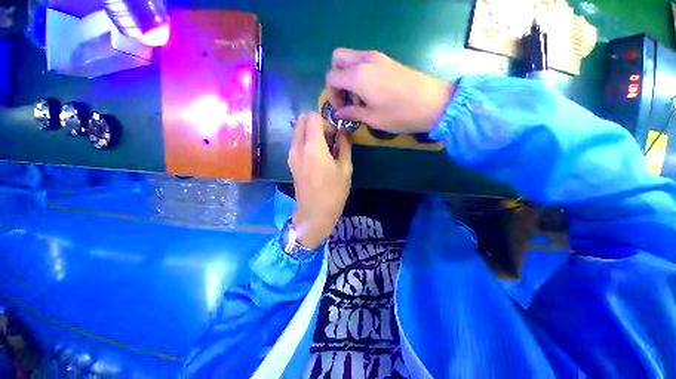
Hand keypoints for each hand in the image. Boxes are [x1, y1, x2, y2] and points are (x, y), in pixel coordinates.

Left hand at [288, 112, 351, 248]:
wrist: (314, 213)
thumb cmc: (333, 192)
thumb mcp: (345, 168)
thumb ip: (344, 146)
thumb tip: (342, 132)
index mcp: (313, 147)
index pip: (313, 117)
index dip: (326, 120)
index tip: (335, 134)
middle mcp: (298, 147)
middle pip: (301, 119)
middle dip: (316, 122)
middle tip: (330, 136)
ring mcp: (291, 155)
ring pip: (297, 130)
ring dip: (311, 132)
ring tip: (325, 147)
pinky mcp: (290, 162)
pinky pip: (296, 142)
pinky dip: (306, 141)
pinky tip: (317, 155)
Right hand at [326, 48, 452, 133]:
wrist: (434, 102)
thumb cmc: (400, 114)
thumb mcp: (372, 118)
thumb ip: (351, 113)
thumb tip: (337, 113)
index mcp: (358, 76)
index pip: (331, 77)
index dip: (331, 94)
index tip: (341, 108)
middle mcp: (364, 61)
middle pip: (337, 59)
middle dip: (336, 78)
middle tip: (347, 97)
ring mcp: (377, 57)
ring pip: (351, 58)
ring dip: (348, 76)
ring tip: (360, 98)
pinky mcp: (387, 60)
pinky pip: (364, 61)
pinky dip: (360, 73)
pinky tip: (370, 91)